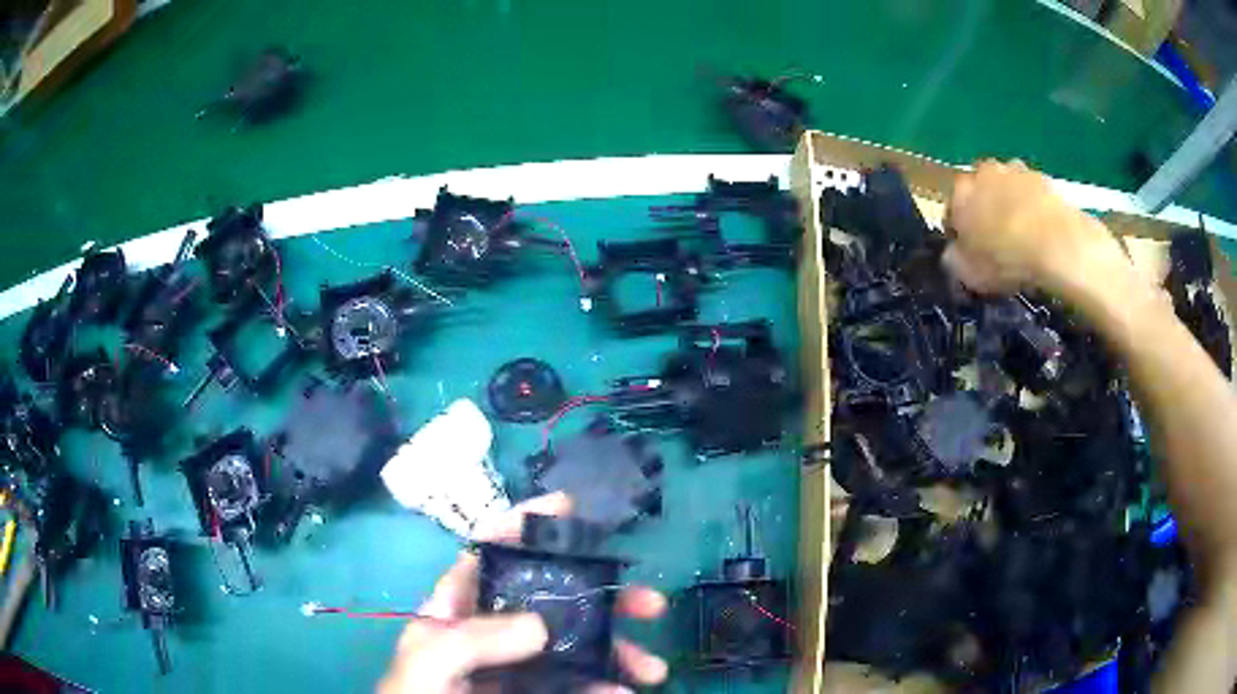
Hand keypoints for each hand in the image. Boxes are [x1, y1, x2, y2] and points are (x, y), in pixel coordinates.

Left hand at [377, 492, 668, 693]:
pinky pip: (576, 683)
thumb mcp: (427, 665)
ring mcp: (515, 667)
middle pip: (551, 599)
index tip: (570, 508)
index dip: (525, 524)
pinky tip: (622, 692)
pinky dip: (604, 685)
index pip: (489, 554)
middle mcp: (491, 633)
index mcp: (456, 612)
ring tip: (651, 670)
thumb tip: (540, 624)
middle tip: (648, 605)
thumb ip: (469, 640)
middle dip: (603, 595)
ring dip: (617, 650)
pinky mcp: (534, 692)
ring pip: (574, 645)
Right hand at [943, 160, 1128, 298]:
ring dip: (1009, 206)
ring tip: (1023, 237)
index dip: (958, 236)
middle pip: (979, 194)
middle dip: (984, 213)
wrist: (1055, 243)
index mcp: (959, 193)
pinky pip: (1031, 196)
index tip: (969, 255)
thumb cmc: (1005, 258)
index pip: (950, 212)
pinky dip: (1033, 210)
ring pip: (1006, 190)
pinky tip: (1041, 233)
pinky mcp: (1042, 178)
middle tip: (997, 244)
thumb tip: (952, 254)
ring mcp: (1014, 171)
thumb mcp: (969, 274)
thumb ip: (954, 260)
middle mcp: (982, 172)